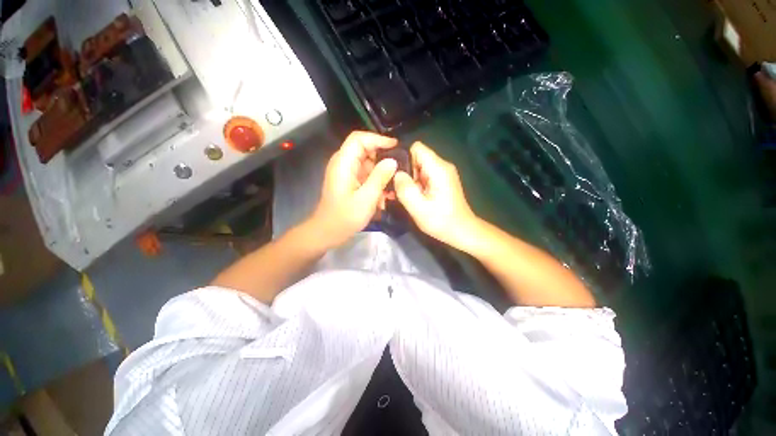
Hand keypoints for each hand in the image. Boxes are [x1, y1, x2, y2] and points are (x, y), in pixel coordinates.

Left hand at [310, 131, 397, 247]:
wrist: (328, 232)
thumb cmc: (345, 217)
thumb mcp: (366, 198)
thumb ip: (380, 177)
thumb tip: (393, 161)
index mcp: (343, 163)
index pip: (359, 139)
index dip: (377, 139)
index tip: (395, 146)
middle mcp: (343, 164)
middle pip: (365, 150)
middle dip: (382, 159)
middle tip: (398, 170)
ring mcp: (346, 173)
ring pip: (367, 164)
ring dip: (380, 174)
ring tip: (392, 187)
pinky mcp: (349, 182)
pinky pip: (365, 175)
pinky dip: (375, 182)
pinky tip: (384, 196)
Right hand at [394, 141, 479, 249]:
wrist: (462, 231)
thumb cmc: (442, 221)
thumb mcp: (419, 208)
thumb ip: (405, 189)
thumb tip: (396, 173)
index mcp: (438, 169)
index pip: (416, 148)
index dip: (402, 158)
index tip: (393, 173)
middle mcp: (442, 166)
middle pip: (416, 158)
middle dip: (404, 171)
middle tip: (396, 189)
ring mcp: (443, 174)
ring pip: (419, 168)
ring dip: (409, 180)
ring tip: (402, 195)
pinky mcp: (442, 181)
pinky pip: (424, 176)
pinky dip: (416, 185)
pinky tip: (412, 198)